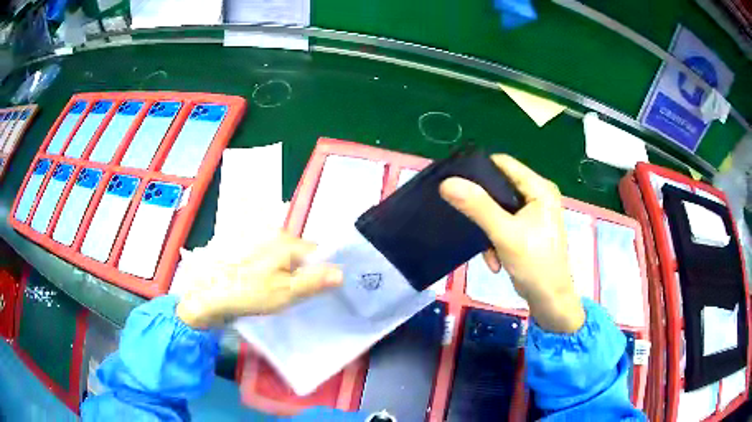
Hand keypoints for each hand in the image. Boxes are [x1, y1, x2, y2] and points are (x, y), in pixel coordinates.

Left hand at [176, 234, 342, 328]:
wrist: (208, 294)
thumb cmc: (247, 293)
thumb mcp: (284, 293)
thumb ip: (313, 282)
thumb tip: (342, 273)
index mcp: (286, 241)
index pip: (318, 252)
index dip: (325, 270)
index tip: (325, 290)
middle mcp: (274, 234)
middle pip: (303, 252)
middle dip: (308, 271)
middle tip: (305, 295)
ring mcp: (260, 240)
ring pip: (288, 256)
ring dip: (293, 272)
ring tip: (288, 293)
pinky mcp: (250, 250)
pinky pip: (274, 259)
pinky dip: (278, 271)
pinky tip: (273, 287)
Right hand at [440, 154, 584, 332]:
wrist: (550, 301)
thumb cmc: (535, 264)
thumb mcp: (505, 234)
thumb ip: (478, 207)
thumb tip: (447, 183)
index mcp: (539, 188)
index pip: (503, 164)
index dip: (478, 169)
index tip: (454, 182)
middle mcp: (538, 195)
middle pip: (499, 186)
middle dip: (482, 207)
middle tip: (464, 217)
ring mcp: (533, 213)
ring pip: (498, 209)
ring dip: (487, 229)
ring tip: (485, 249)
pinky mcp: (528, 229)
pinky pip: (503, 225)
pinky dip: (495, 240)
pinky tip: (494, 260)